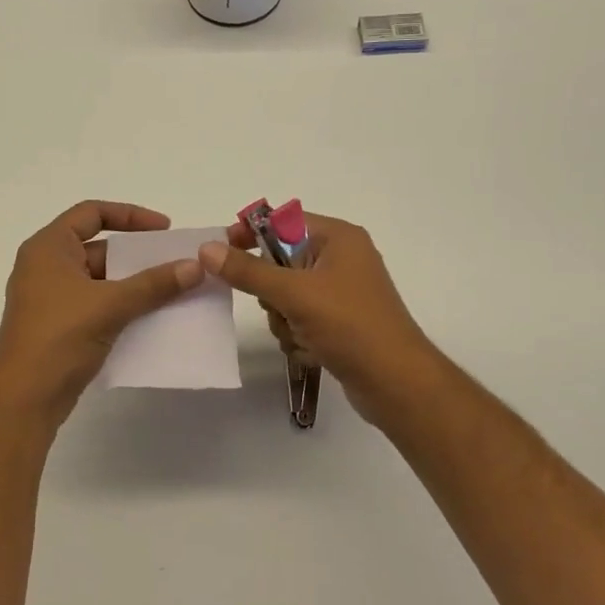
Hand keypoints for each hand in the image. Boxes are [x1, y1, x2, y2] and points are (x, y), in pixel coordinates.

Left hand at [0, 201, 202, 422]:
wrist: (25, 398)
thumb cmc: (60, 336)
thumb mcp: (111, 304)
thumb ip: (154, 283)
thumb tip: (196, 266)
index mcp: (48, 248)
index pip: (91, 213)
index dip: (130, 215)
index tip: (164, 229)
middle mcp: (46, 266)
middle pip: (99, 248)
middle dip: (138, 256)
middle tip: (174, 263)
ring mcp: (50, 298)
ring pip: (100, 280)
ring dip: (134, 284)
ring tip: (171, 290)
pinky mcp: (58, 326)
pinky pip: (96, 305)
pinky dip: (122, 306)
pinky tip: (152, 317)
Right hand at [199, 212, 441, 426]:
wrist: (397, 383)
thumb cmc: (349, 325)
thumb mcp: (294, 294)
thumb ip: (248, 271)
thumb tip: (207, 249)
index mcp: (338, 238)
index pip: (282, 222)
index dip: (251, 233)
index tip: (222, 251)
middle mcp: (341, 259)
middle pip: (281, 263)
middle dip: (272, 292)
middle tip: (279, 307)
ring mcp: (341, 293)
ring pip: (286, 297)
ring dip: (284, 320)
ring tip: (301, 335)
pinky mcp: (340, 323)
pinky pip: (301, 319)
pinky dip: (298, 336)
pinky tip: (312, 352)